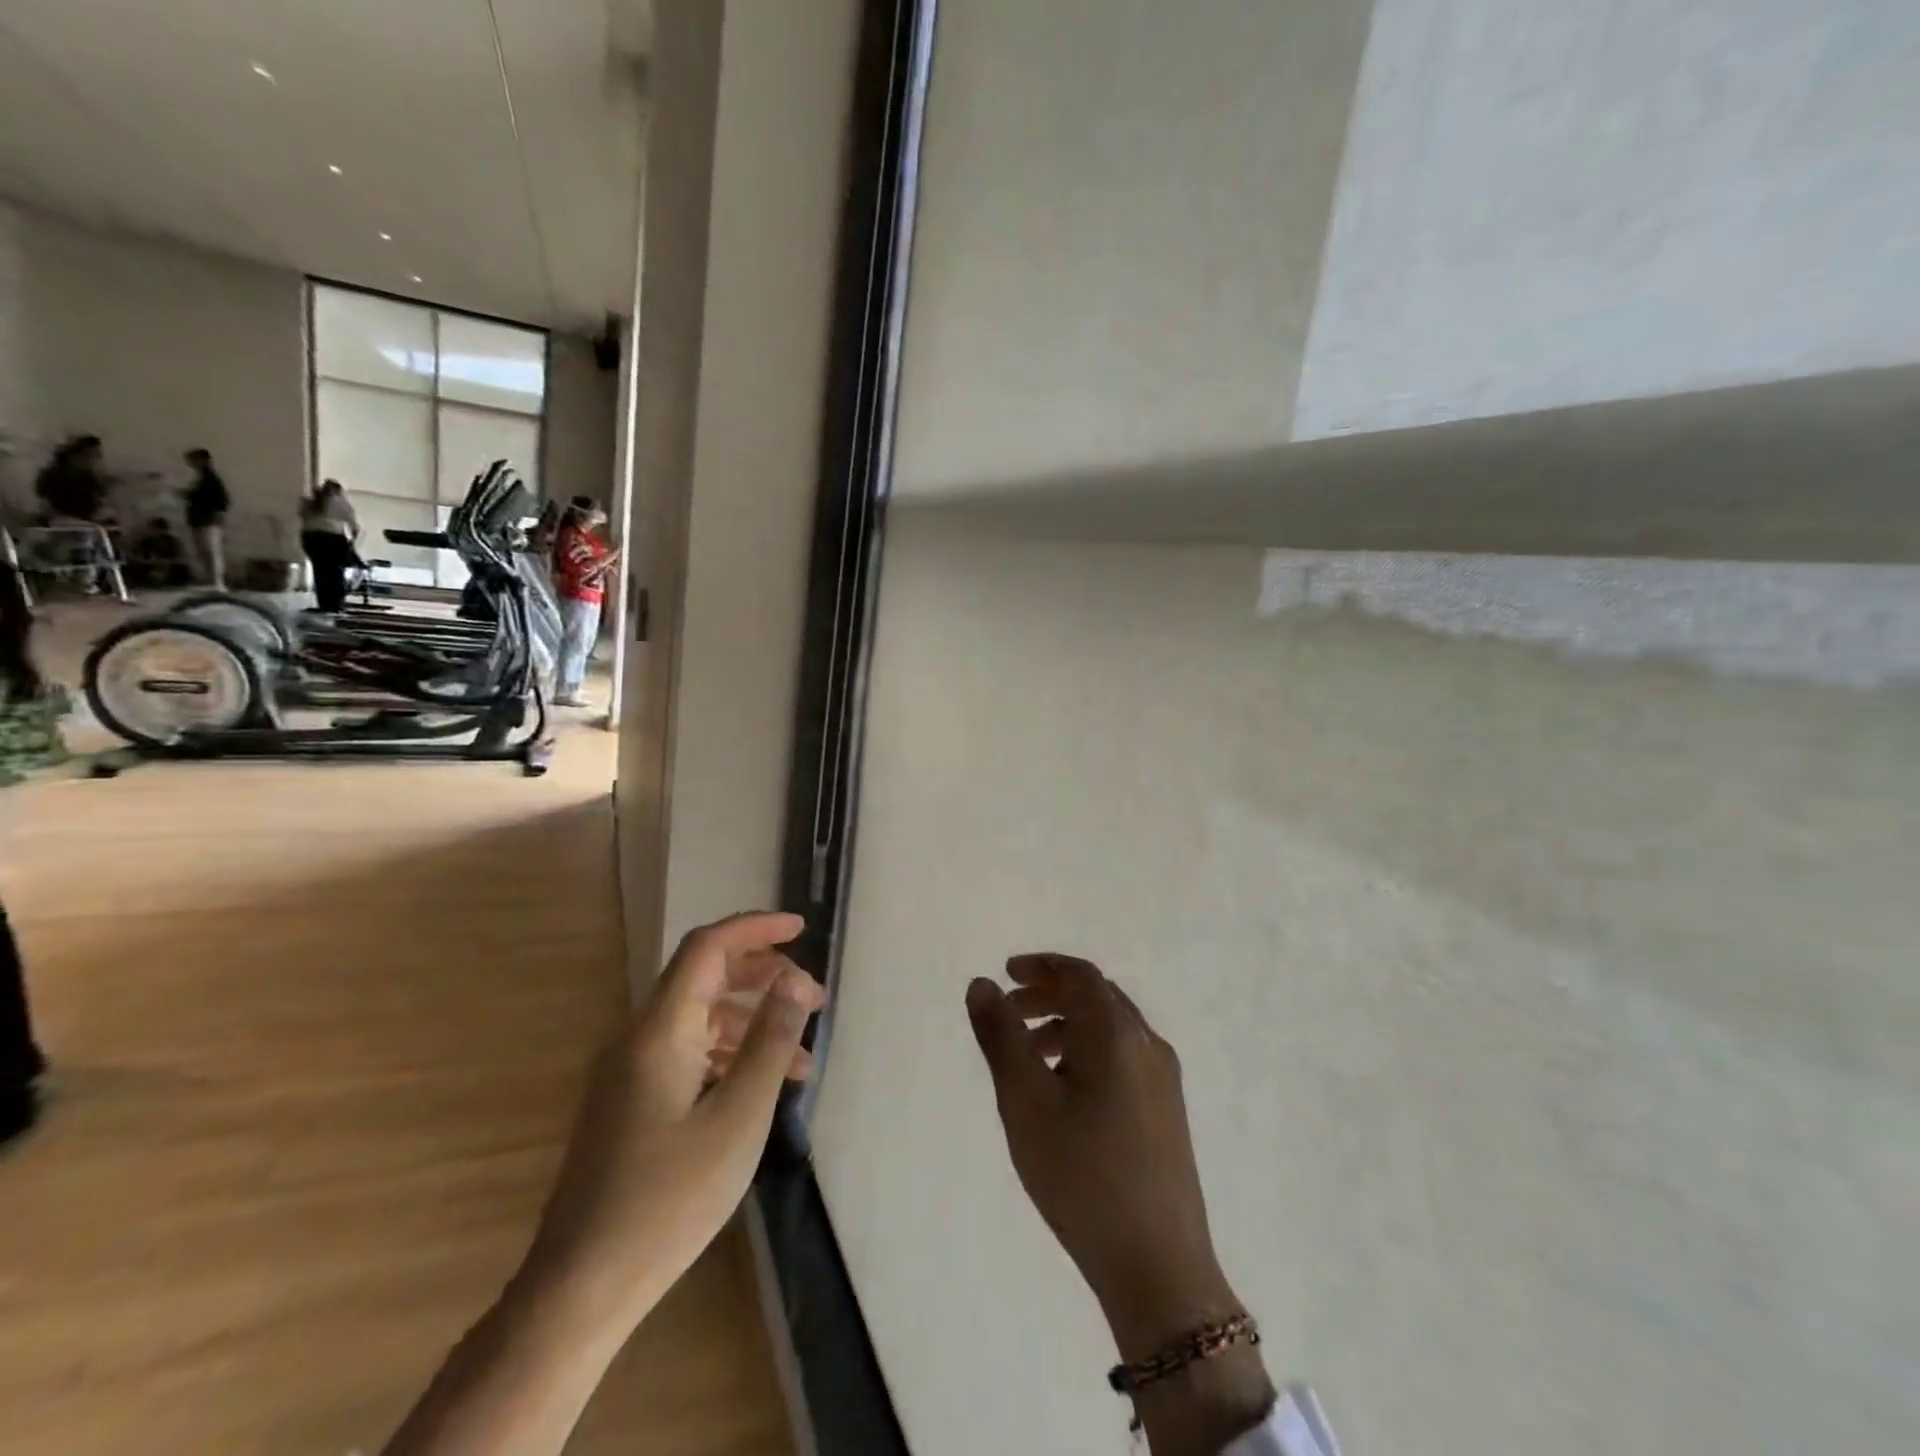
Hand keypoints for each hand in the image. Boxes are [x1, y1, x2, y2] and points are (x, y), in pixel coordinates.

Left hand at [522, 911, 823, 1327]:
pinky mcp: (629, 1103)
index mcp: (659, 1031)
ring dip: (751, 1022)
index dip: (755, 929)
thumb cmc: (668, 1201)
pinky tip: (762, 1087)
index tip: (801, 929)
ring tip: (802, 1050)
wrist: (578, 1290)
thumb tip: (796, 979)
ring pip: (699, 1020)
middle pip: (703, 978)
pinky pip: (687, 1055)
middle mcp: (638, 1039)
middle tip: (812, 994)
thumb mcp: (738, 1118)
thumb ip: (770, 1042)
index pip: (707, 948)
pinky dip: (729, 1056)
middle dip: (761, 975)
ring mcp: (629, 1073)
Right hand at [969, 957, 1272, 1455]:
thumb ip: (1000, 1036)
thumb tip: (982, 984)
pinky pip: (1123, 1058)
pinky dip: (1088, 1052)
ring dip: (1067, 1025)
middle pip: (1096, 997)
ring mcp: (1163, 1080)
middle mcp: (1147, 1044)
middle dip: (1050, 995)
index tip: (1006, 973)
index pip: (1079, 975)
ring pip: (1110, 1029)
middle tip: (1009, 1012)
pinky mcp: (1167, 1112)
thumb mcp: (1025, 1100)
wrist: (1157, 1265)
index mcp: (1116, 1032)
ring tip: (1028, 1055)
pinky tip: (1063, 1091)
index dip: (1041, 966)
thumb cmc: (1081, 1174)